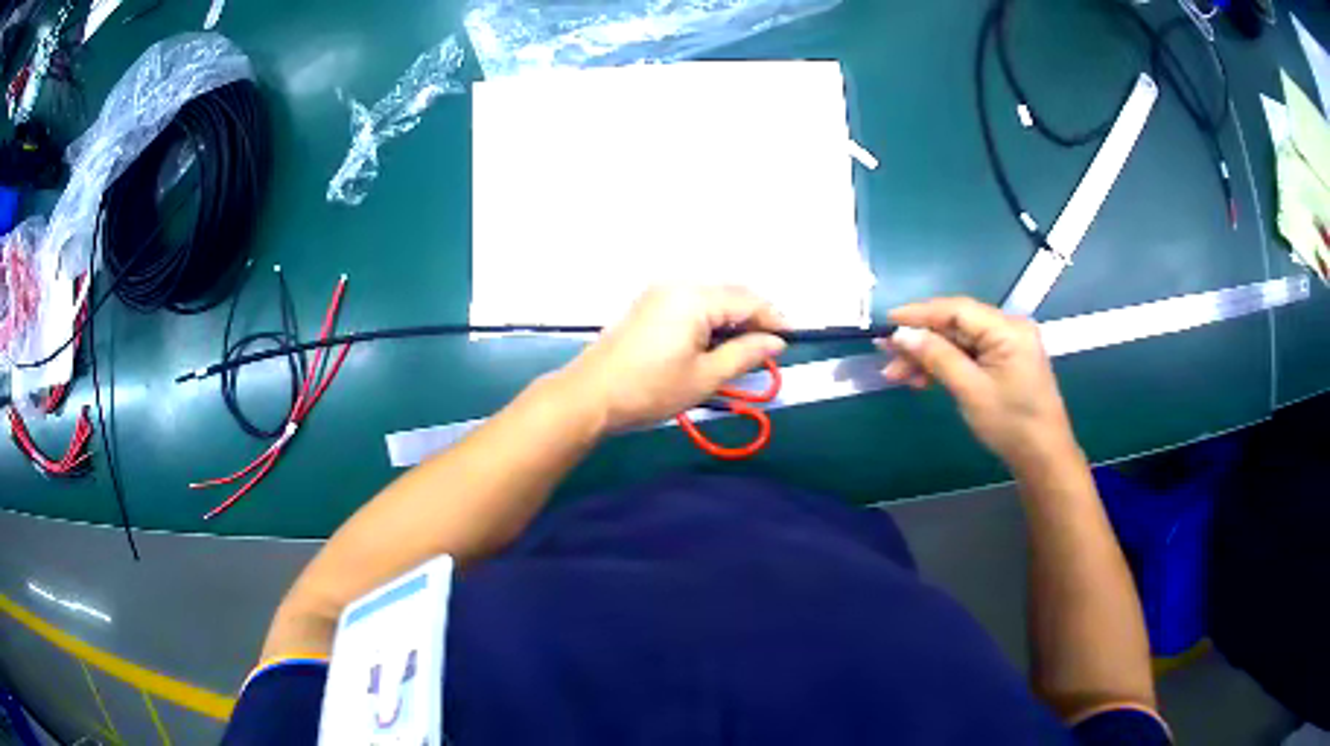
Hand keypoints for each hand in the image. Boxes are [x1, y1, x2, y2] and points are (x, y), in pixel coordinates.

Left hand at [561, 286, 787, 431]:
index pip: (747, 299)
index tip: (793, 339)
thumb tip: (776, 342)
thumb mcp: (705, 377)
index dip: (773, 318)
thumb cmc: (650, 390)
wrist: (590, 396)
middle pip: (729, 293)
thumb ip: (745, 354)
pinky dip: (710, 318)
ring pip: (710, 297)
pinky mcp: (647, 305)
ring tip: (747, 347)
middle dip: (754, 316)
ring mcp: (658, 292)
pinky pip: (690, 303)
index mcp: (694, 297)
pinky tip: (715, 341)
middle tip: (772, 346)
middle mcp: (677, 284)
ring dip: (732, 318)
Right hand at [878, 297, 1077, 472]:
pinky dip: (945, 364)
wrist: (1042, 457)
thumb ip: (937, 357)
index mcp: (1007, 329)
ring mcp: (1007, 344)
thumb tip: (902, 334)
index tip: (887, 322)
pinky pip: (968, 354)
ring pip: (959, 341)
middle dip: (921, 339)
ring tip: (897, 374)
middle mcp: (1008, 328)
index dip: (919, 313)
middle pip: (956, 324)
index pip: (957, 310)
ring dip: (929, 355)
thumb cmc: (1011, 424)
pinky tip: (922, 379)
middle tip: (886, 354)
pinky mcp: (1004, 361)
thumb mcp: (971, 391)